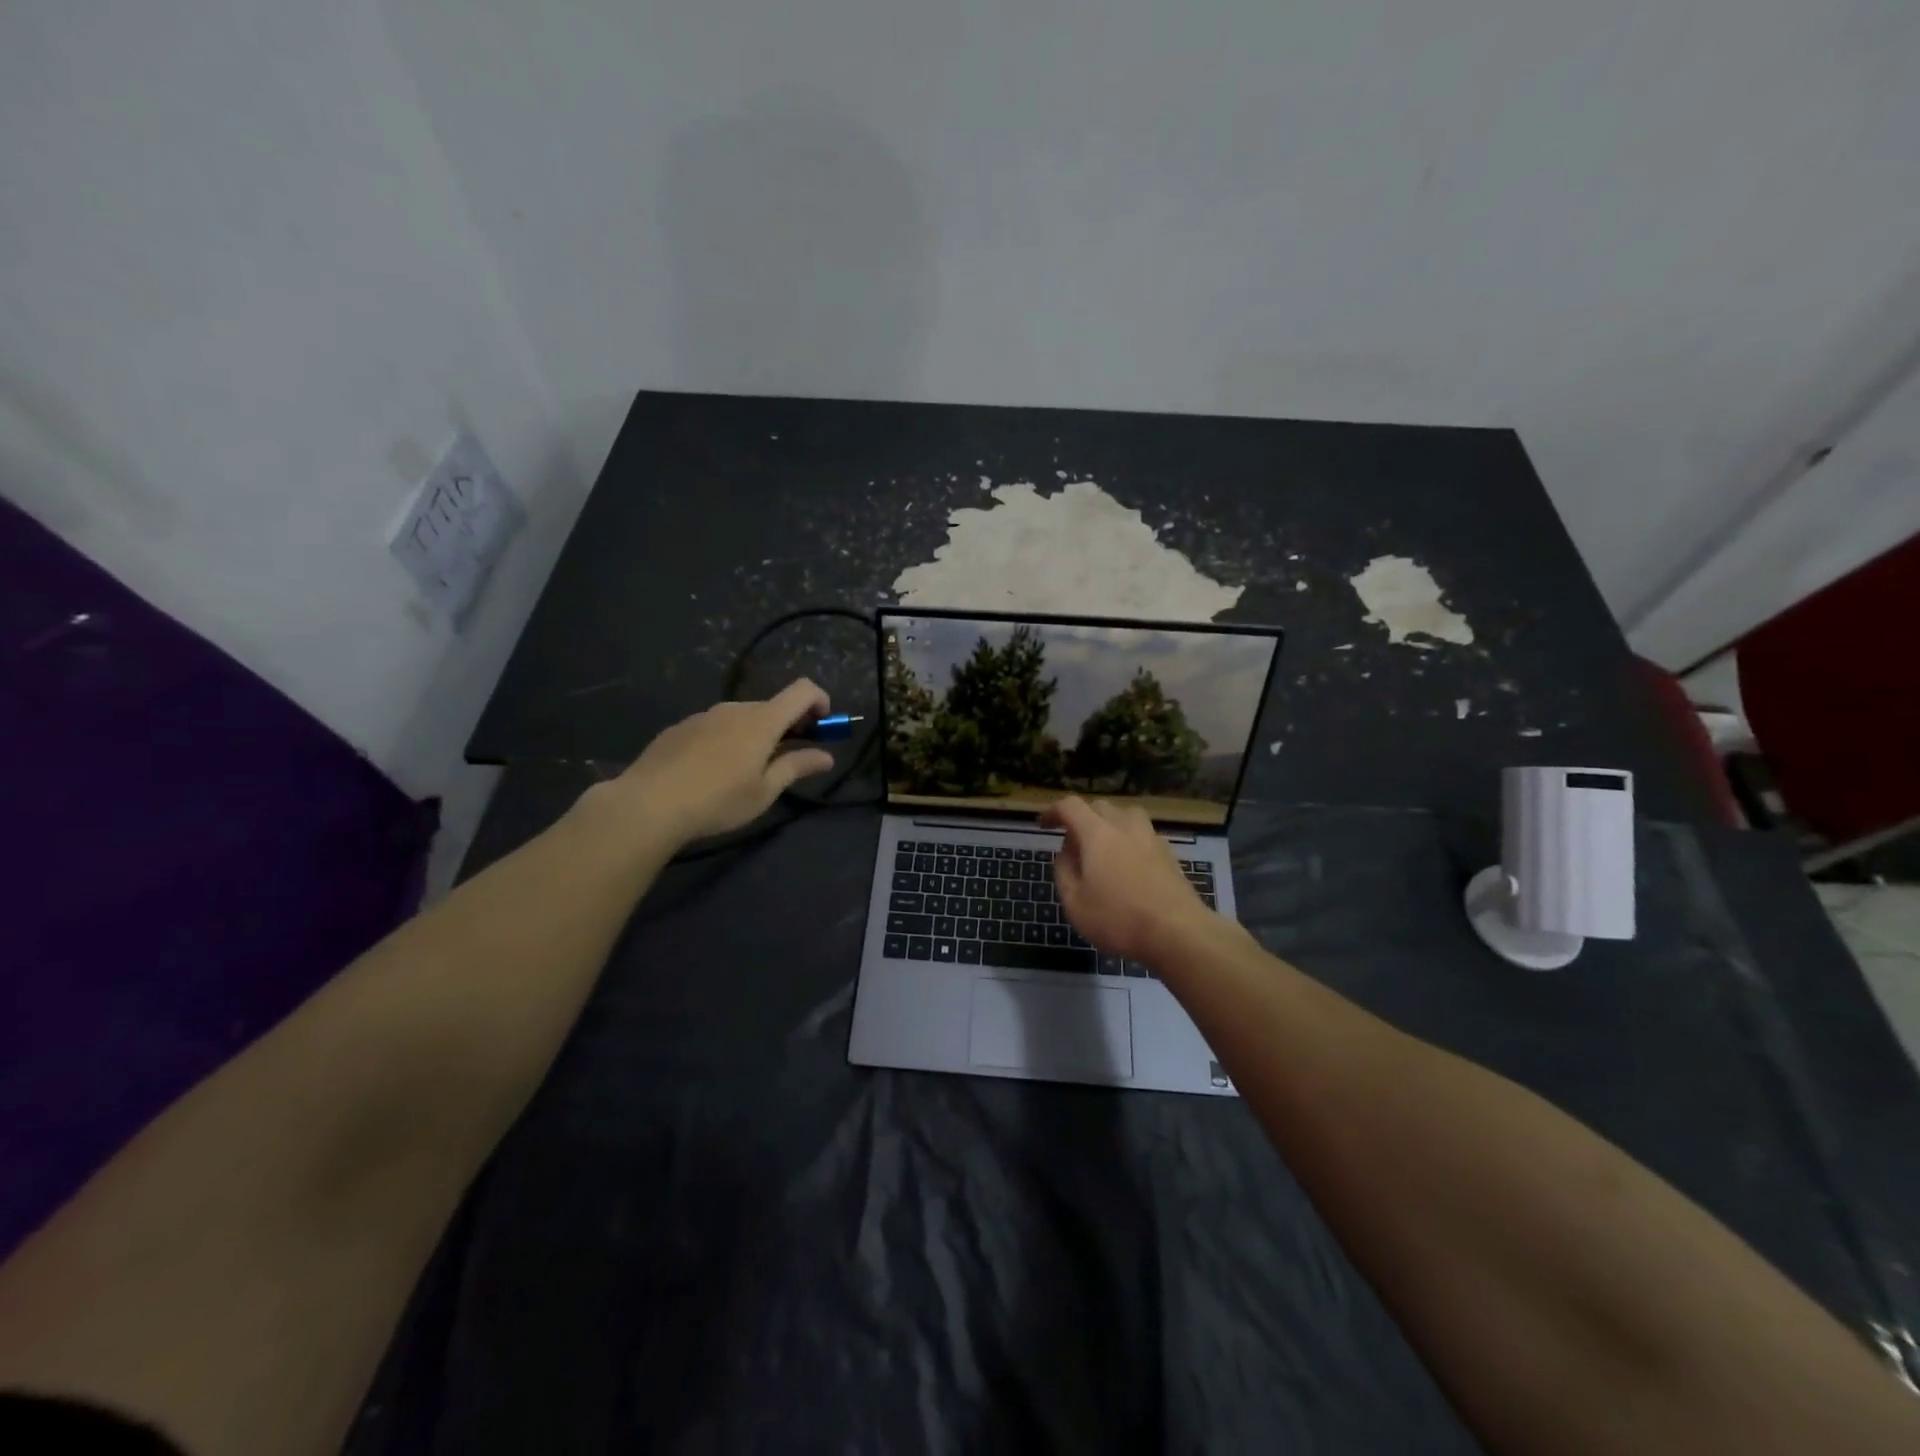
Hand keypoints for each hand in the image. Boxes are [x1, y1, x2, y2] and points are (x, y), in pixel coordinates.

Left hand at [596, 679, 836, 843]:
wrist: (648, 804)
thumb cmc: (717, 801)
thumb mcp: (764, 791)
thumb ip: (797, 767)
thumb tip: (827, 756)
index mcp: (762, 721)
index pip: (802, 691)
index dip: (820, 701)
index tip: (822, 726)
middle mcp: (734, 709)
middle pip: (771, 706)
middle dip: (787, 726)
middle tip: (786, 759)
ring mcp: (703, 715)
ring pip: (741, 717)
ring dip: (755, 734)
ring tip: (745, 771)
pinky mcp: (680, 727)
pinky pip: (714, 726)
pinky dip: (726, 739)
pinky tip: (710, 772)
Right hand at [1042, 796, 1213, 962]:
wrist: (1178, 933)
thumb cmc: (1118, 919)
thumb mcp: (1075, 903)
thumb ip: (1064, 872)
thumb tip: (1065, 854)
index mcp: (1097, 833)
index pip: (1070, 806)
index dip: (1054, 811)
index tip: (1044, 825)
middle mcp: (1125, 827)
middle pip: (1099, 807)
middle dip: (1081, 819)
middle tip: (1074, 846)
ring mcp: (1151, 838)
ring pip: (1126, 815)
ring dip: (1109, 824)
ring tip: (1104, 848)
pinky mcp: (1169, 854)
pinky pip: (1143, 834)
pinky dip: (1130, 840)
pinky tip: (1129, 865)